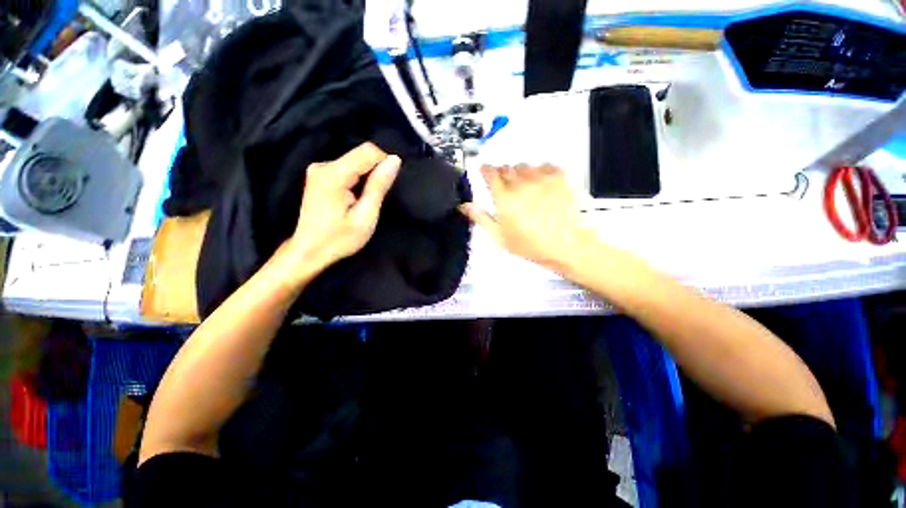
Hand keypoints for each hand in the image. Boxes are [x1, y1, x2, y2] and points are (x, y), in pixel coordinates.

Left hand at [285, 142, 399, 278]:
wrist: (309, 251)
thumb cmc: (339, 239)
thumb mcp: (365, 216)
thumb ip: (378, 186)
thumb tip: (394, 160)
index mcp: (333, 174)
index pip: (368, 151)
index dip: (384, 164)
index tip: (387, 187)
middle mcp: (323, 165)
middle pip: (361, 155)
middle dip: (375, 173)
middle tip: (374, 199)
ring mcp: (318, 169)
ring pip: (355, 162)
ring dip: (366, 178)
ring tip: (364, 201)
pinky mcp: (319, 175)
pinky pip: (347, 168)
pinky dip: (357, 180)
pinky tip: (354, 199)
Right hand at [460, 164, 595, 272]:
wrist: (566, 245)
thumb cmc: (529, 245)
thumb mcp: (500, 236)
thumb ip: (481, 218)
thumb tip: (463, 205)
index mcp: (504, 197)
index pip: (490, 173)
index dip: (485, 169)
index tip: (484, 170)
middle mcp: (521, 182)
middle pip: (506, 168)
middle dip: (502, 173)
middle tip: (505, 185)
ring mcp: (541, 177)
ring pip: (525, 166)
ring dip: (520, 173)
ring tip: (524, 185)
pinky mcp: (559, 177)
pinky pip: (545, 166)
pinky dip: (540, 171)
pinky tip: (542, 184)